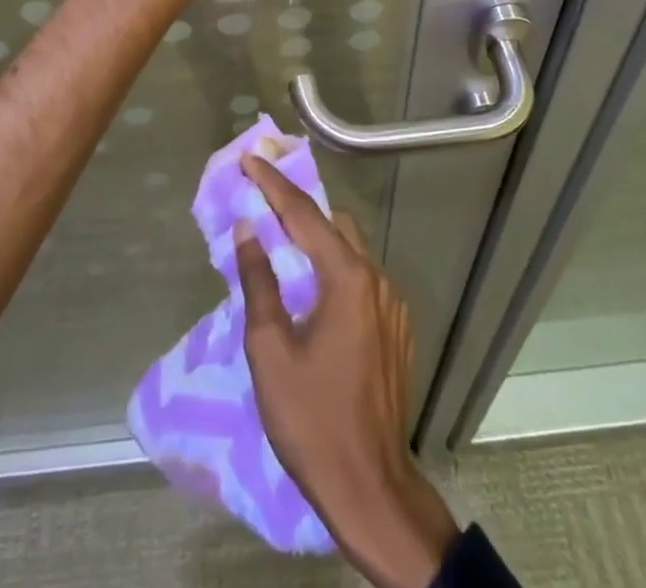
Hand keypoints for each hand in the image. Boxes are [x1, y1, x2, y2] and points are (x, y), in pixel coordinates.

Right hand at [235, 156, 459, 587]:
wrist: (371, 487)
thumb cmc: (311, 419)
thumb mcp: (270, 350)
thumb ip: (259, 282)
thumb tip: (248, 230)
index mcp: (347, 278)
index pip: (303, 214)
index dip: (272, 183)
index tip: (249, 158)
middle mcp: (376, 279)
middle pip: (333, 224)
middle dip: (297, 206)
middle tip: (263, 199)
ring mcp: (392, 304)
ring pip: (351, 249)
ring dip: (317, 238)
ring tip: (282, 241)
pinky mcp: (397, 328)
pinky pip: (362, 278)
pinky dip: (335, 268)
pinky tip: (314, 289)